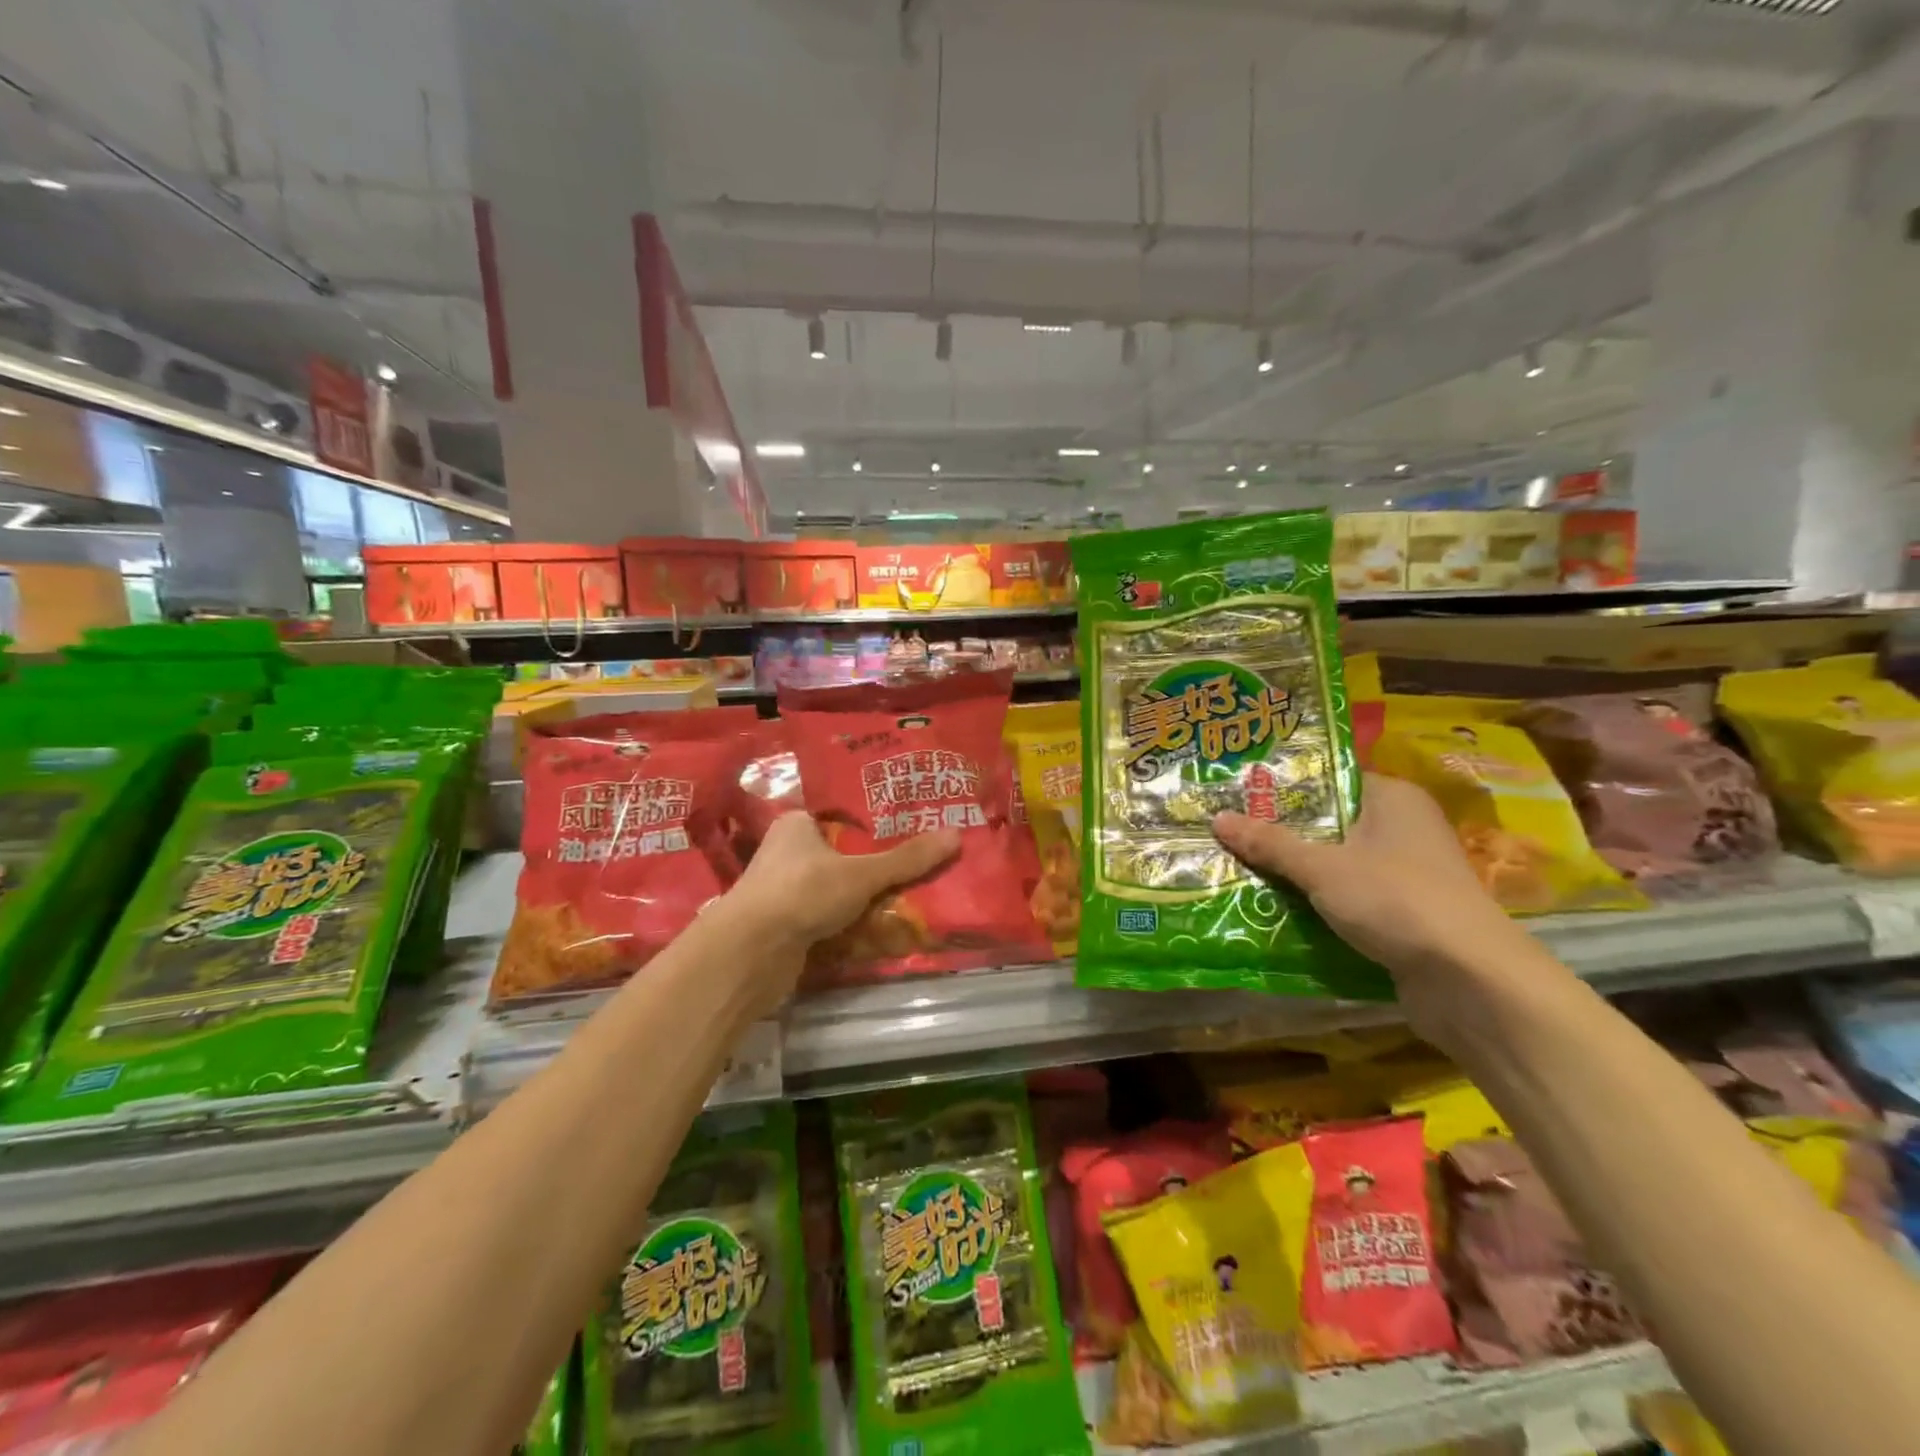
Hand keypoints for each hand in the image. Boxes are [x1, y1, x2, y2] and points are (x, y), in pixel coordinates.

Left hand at [723, 811, 959, 957]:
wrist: (750, 954)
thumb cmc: (802, 893)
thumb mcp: (862, 873)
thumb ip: (906, 859)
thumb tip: (956, 835)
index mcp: (797, 824)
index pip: (844, 817)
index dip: (877, 824)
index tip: (913, 829)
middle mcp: (787, 853)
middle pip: (843, 856)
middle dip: (877, 866)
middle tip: (920, 866)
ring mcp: (784, 891)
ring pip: (837, 890)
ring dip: (865, 899)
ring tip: (911, 898)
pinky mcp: (786, 926)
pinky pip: (828, 919)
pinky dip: (851, 925)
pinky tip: (882, 929)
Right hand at [1213, 774, 1535, 1045]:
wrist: (1470, 982)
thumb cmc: (1396, 900)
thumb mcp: (1322, 868)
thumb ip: (1269, 844)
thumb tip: (1216, 819)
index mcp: (1392, 798)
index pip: (1328, 779)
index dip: (1282, 786)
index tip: (1237, 793)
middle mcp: (1402, 828)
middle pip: (1327, 822)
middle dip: (1279, 832)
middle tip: (1227, 831)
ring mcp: (1406, 873)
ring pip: (1335, 863)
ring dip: (1295, 871)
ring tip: (1238, 867)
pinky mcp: (1403, 913)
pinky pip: (1347, 896)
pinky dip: (1316, 902)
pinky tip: (1273, 906)